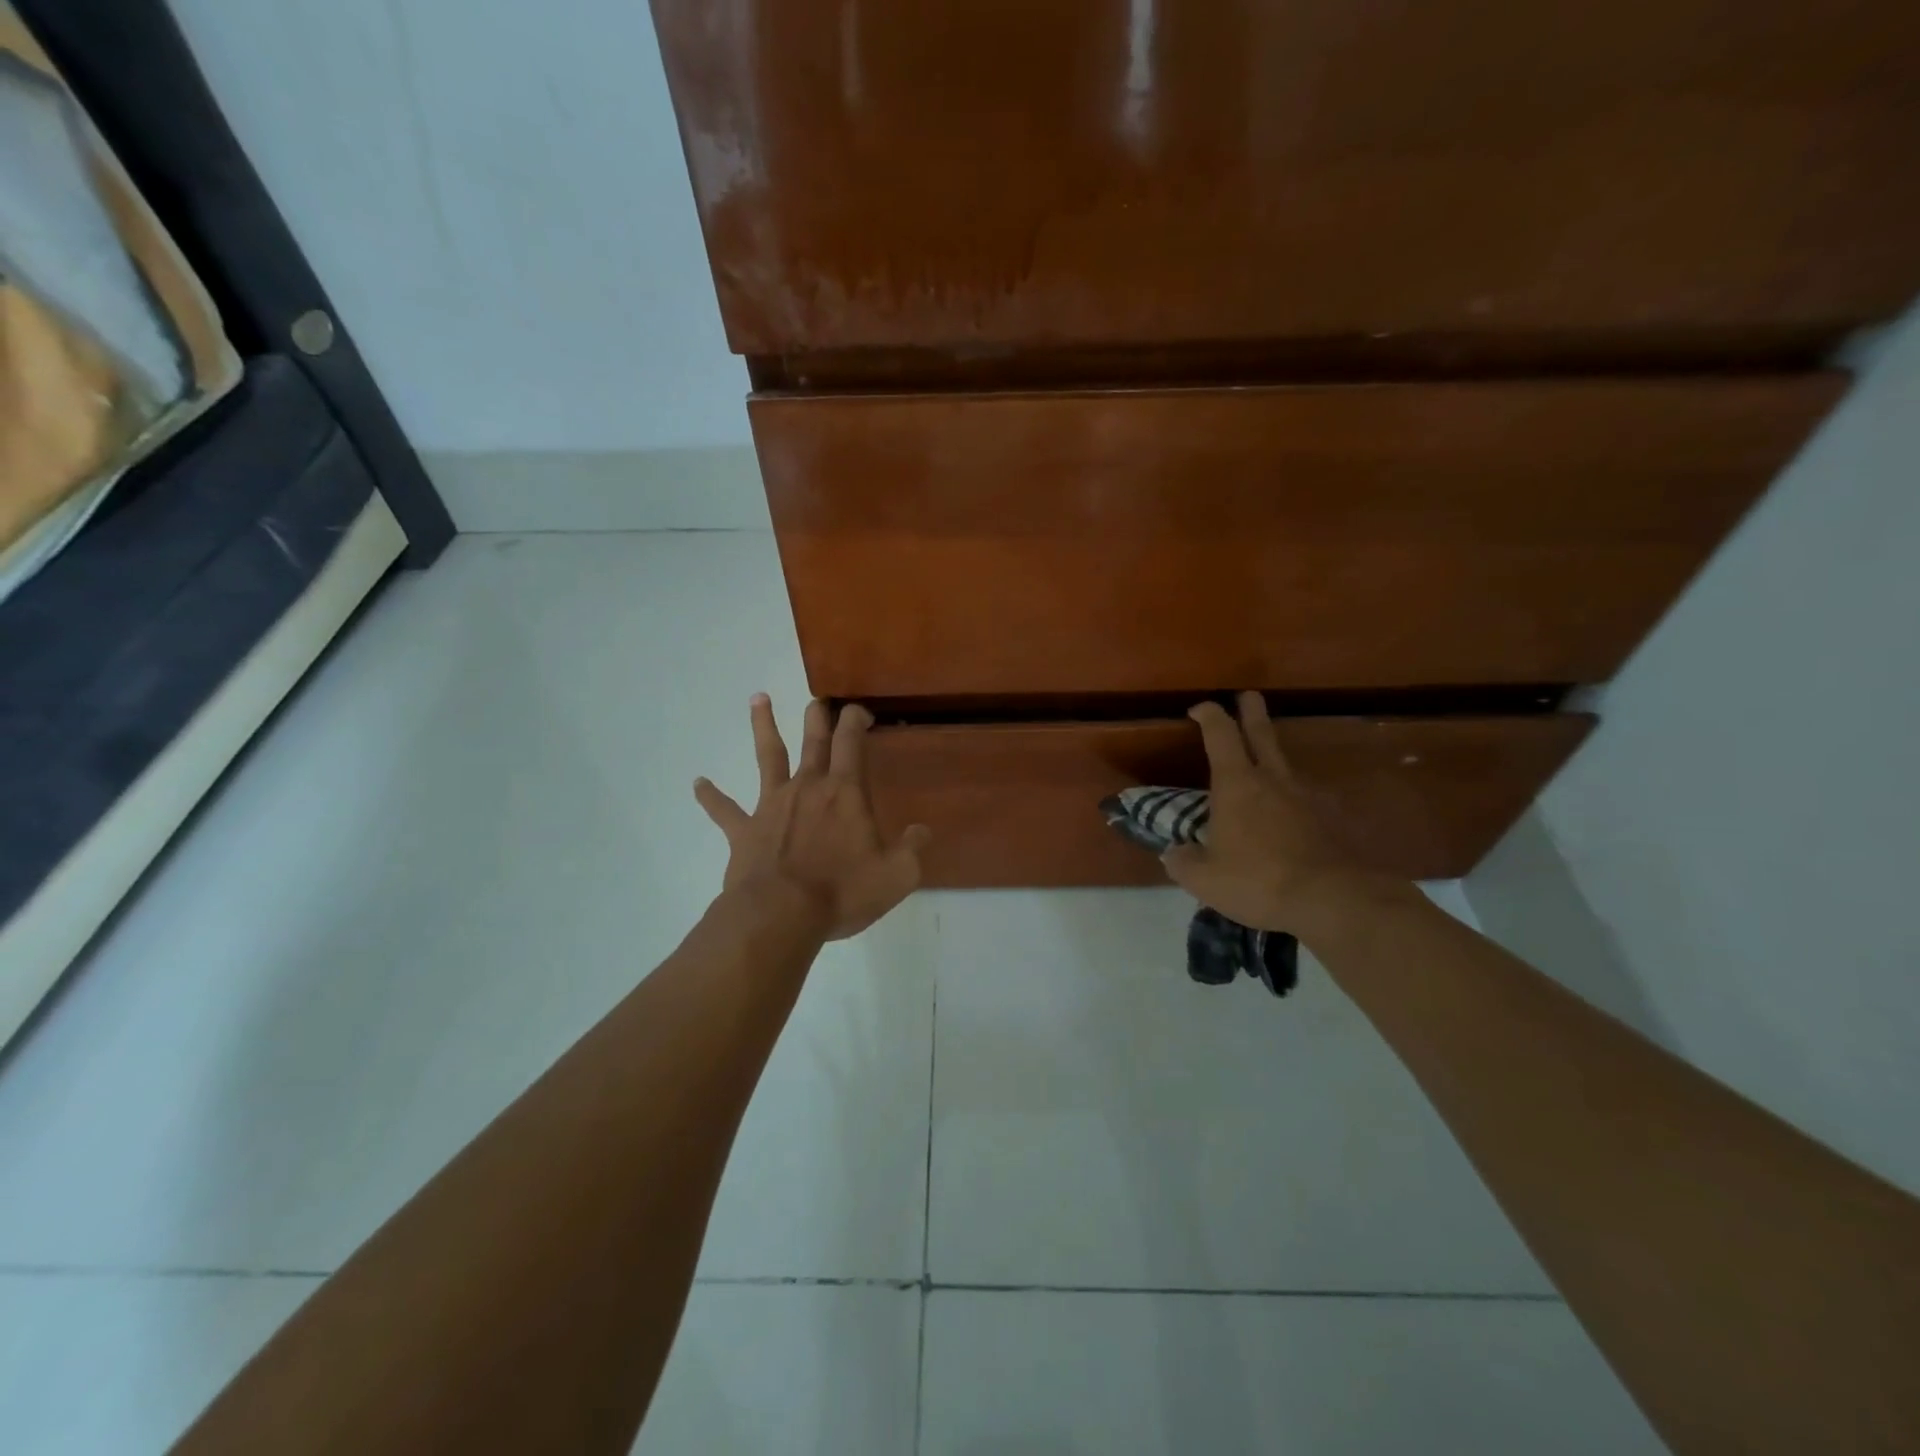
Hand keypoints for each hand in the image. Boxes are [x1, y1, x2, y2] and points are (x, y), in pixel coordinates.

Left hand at [695, 695, 929, 940]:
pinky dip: (710, 796)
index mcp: (844, 793)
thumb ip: (912, 849)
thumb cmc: (842, 891)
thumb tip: (922, 831)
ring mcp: (771, 805)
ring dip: (763, 726)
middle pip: (813, 740)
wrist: (780, 914)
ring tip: (757, 698)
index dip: (856, 719)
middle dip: (818, 717)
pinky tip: (697, 783)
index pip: (852, 741)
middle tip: (818, 700)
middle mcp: (807, 787)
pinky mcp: (744, 831)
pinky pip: (724, 810)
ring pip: (768, 756)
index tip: (861, 711)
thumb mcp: (897, 875)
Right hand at [1162, 692, 1369, 933]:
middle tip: (1249, 696)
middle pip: (1262, 734)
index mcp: (1236, 784)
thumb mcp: (1204, 879)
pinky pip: (1306, 801)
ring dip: (1273, 760)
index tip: (1199, 708)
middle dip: (1252, 712)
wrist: (1333, 900)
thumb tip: (1174, 853)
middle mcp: (1273, 780)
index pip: (1220, 734)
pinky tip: (1291, 821)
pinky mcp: (1331, 820)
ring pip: (1286, 767)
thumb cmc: (1257, 880)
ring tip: (1265, 771)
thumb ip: (1183, 862)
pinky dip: (1294, 803)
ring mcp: (1307, 797)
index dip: (1209, 715)